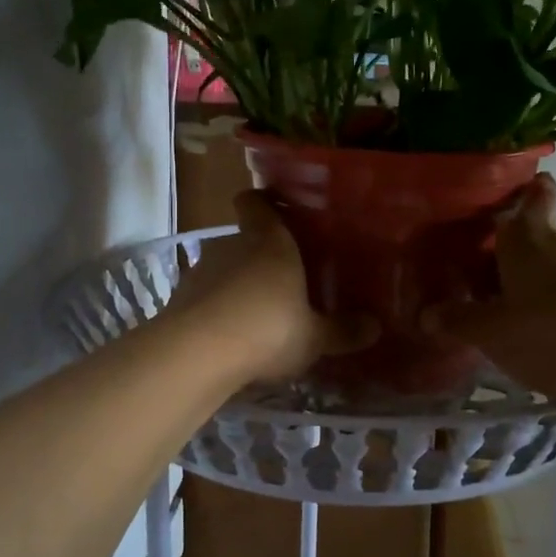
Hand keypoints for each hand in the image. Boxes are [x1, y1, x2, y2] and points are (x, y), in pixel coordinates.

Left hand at [164, 192, 374, 382]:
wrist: (196, 354)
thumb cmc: (267, 329)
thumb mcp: (313, 337)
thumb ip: (342, 330)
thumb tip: (375, 327)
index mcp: (269, 241)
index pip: (257, 202)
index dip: (263, 202)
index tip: (275, 209)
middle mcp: (232, 245)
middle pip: (245, 239)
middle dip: (261, 256)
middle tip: (284, 279)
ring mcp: (201, 271)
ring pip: (224, 269)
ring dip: (237, 286)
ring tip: (258, 314)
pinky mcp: (180, 300)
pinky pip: (206, 298)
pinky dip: (217, 311)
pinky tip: (231, 338)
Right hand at [424, 174, 555, 404]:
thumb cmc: (546, 331)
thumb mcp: (490, 332)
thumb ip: (458, 320)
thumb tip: (425, 315)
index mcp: (527, 235)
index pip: (534, 194)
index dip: (525, 191)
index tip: (509, 199)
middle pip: (536, 234)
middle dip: (513, 251)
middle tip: (483, 276)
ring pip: (554, 263)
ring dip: (534, 279)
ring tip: (508, 307)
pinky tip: (540, 329)